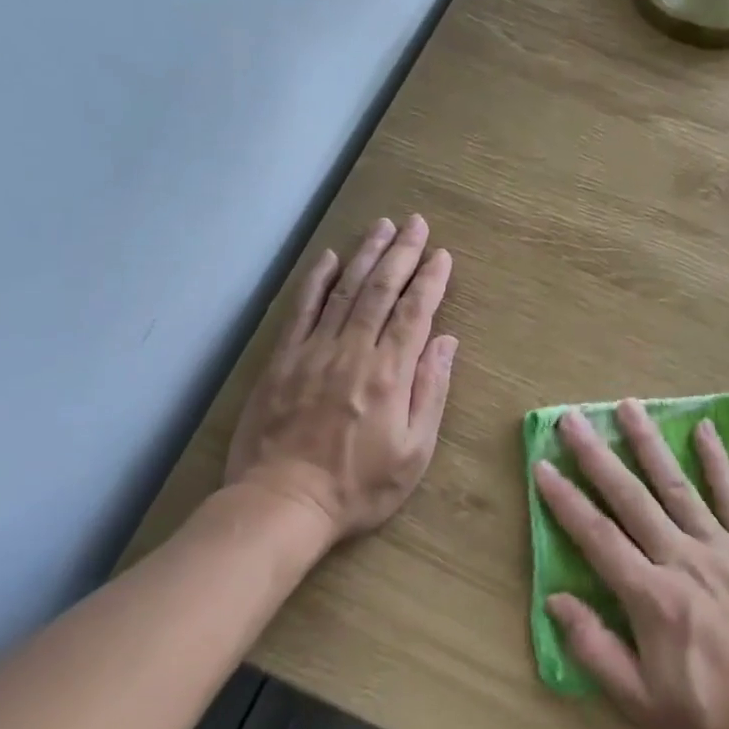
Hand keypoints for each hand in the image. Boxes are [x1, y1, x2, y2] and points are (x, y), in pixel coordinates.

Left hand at [224, 216, 456, 544]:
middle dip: (402, 253)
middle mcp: (353, 351)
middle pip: (381, 289)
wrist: (282, 505)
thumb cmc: (358, 486)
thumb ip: (431, 392)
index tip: (442, 255)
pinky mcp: (283, 359)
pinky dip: (316, 281)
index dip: (431, 280)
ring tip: (382, 226)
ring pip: (345, 290)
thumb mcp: (414, 453)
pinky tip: (329, 258)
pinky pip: (302, 310)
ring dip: (365, 254)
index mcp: (390, 374)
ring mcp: (314, 351)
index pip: (415, 312)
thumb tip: (446, 342)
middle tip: (417, 224)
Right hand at [533, 401, 728, 728]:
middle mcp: (682, 558)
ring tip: (628, 406)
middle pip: (630, 498)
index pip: (596, 536)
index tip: (543, 465)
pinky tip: (703, 429)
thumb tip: (556, 600)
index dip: (566, 500)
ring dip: (649, 443)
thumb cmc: (714, 720)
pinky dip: (717, 462)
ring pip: (676, 486)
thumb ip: (596, 649)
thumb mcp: (643, 704)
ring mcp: (723, 548)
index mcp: (651, 596)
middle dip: (597, 456)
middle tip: (573, 419)